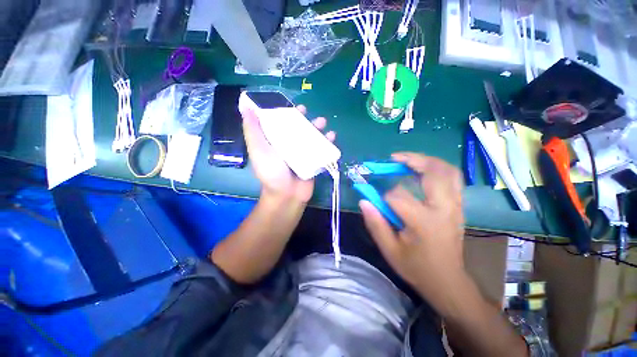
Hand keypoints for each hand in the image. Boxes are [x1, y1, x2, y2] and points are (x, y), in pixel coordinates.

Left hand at [241, 105, 335, 203]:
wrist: (287, 195)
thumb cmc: (271, 172)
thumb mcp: (258, 150)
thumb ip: (253, 131)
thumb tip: (246, 108)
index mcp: (276, 141)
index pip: (281, 122)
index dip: (286, 112)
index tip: (291, 106)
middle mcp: (289, 145)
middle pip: (298, 128)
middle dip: (305, 119)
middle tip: (309, 113)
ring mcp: (303, 153)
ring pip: (311, 136)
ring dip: (318, 127)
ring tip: (322, 122)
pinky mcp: (313, 160)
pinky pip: (321, 148)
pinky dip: (328, 141)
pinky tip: (332, 136)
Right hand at [359, 152, 465, 309]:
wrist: (448, 281)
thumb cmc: (417, 267)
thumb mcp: (390, 250)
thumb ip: (375, 223)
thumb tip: (363, 200)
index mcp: (424, 221)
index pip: (398, 196)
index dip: (384, 197)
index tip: (378, 203)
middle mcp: (444, 208)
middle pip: (432, 172)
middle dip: (411, 160)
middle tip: (394, 158)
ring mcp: (455, 205)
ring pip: (447, 170)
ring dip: (426, 160)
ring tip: (407, 160)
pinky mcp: (459, 206)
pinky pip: (452, 178)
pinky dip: (436, 169)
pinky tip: (422, 171)